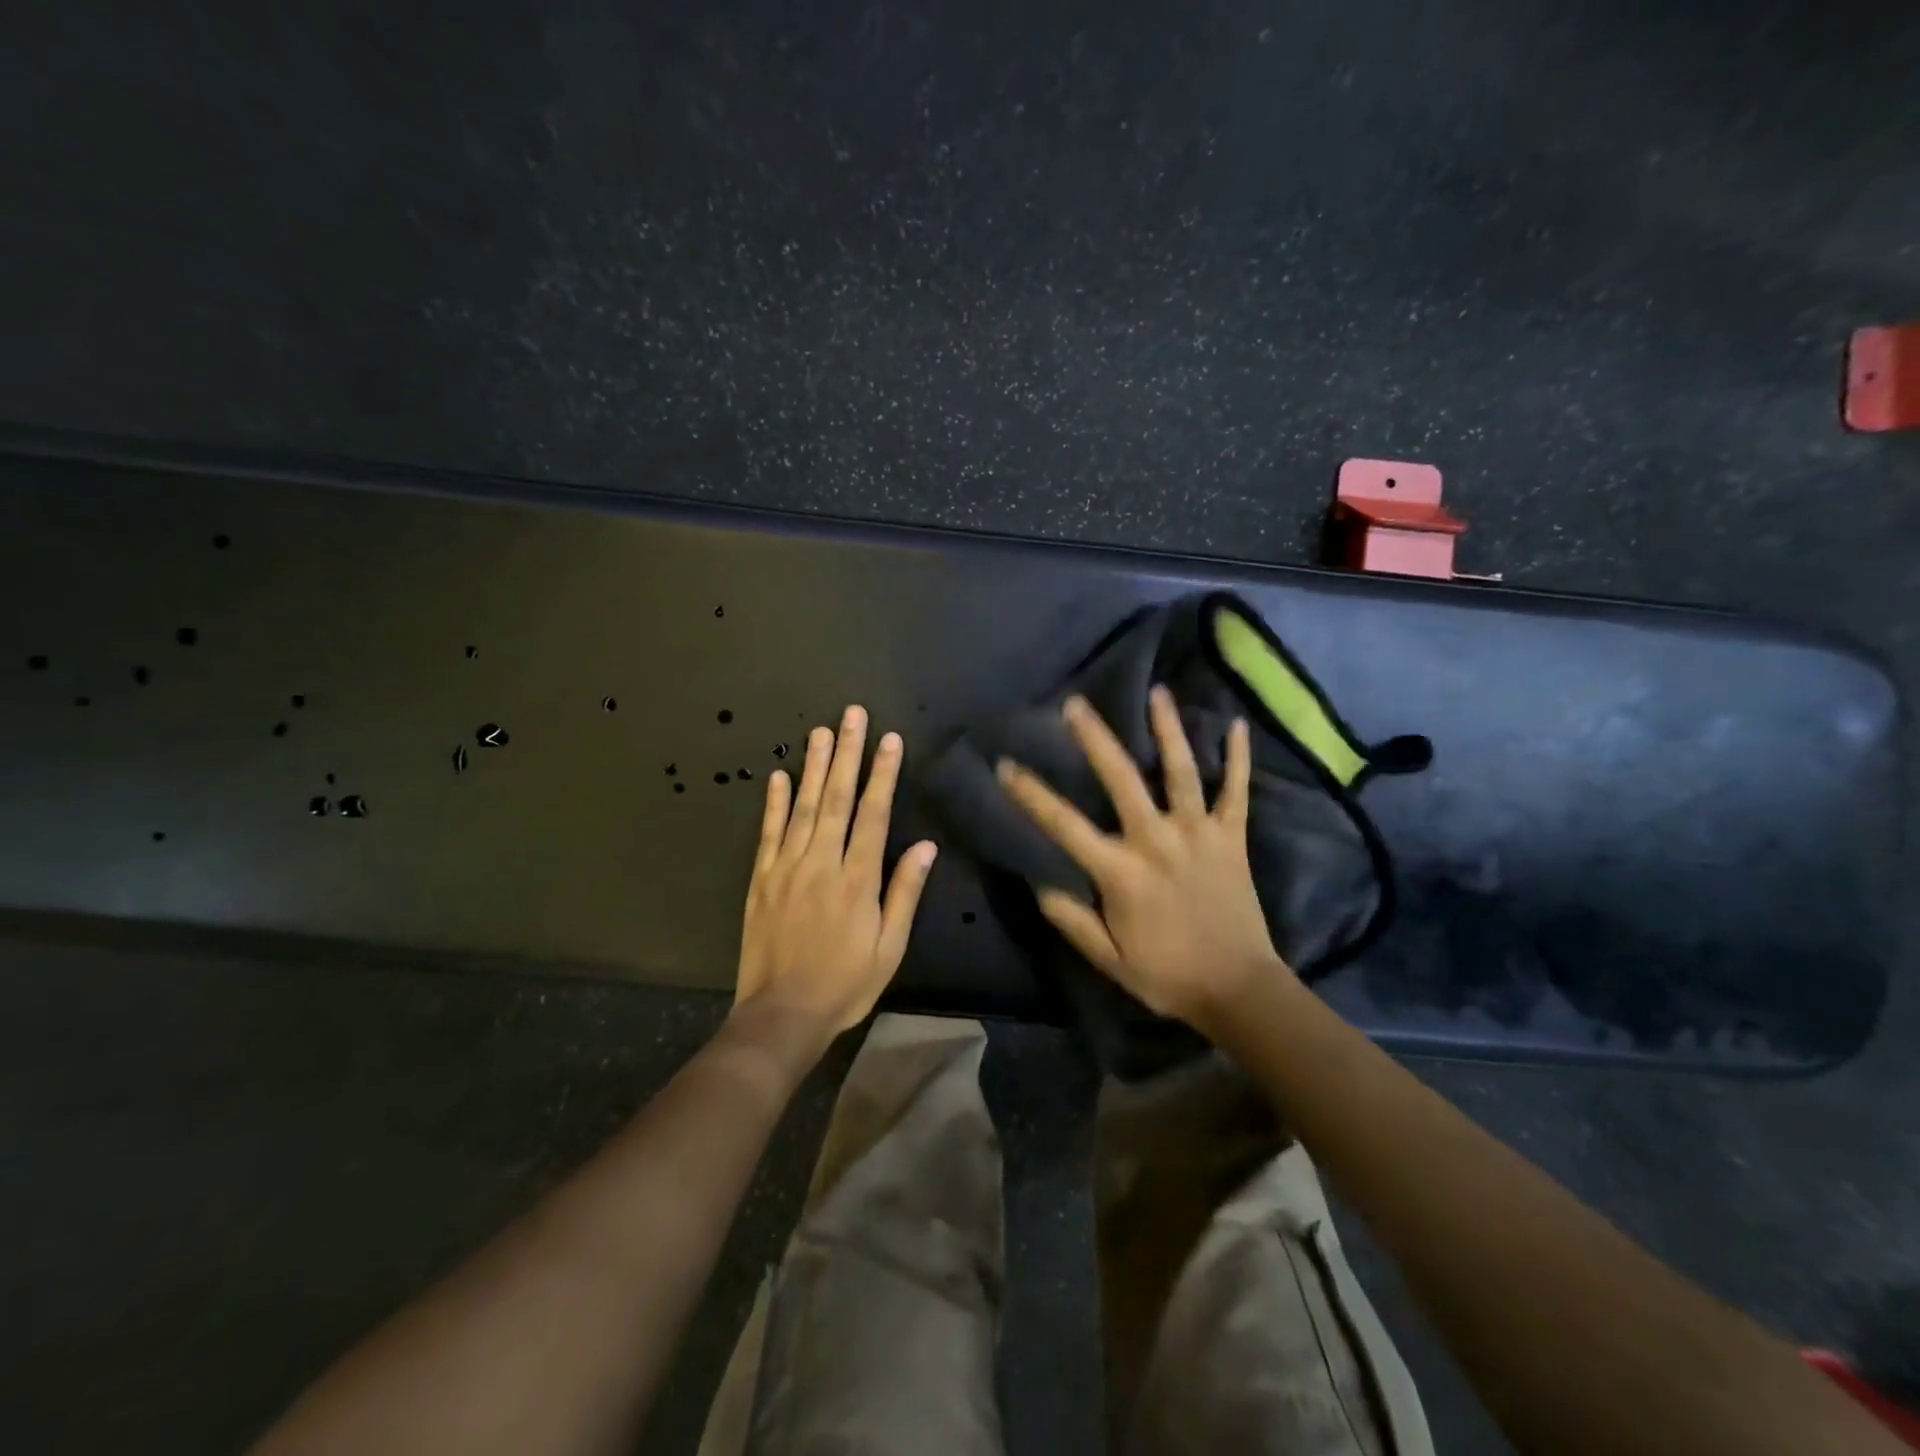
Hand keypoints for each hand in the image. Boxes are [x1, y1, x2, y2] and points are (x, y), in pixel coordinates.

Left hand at [734, 705, 937, 1042]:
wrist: (782, 1014)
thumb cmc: (845, 983)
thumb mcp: (889, 947)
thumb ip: (905, 892)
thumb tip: (925, 846)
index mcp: (858, 879)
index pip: (873, 814)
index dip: (883, 774)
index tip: (889, 740)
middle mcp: (821, 863)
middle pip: (836, 798)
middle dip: (847, 754)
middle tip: (851, 715)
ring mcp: (786, 868)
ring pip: (802, 807)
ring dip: (812, 767)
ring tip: (820, 731)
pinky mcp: (761, 880)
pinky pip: (768, 833)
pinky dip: (773, 803)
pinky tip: (778, 776)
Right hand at [996, 686, 1294, 1033]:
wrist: (1239, 990)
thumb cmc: (1168, 975)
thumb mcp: (1109, 959)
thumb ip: (1072, 920)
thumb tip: (1040, 884)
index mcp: (1122, 871)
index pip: (1065, 825)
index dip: (1032, 794)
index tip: (1006, 765)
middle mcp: (1158, 841)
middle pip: (1123, 779)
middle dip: (1096, 739)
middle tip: (1076, 704)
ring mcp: (1199, 834)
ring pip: (1182, 771)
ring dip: (1168, 730)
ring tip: (1157, 693)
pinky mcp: (1233, 838)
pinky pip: (1236, 791)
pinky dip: (1238, 758)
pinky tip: (1236, 725)